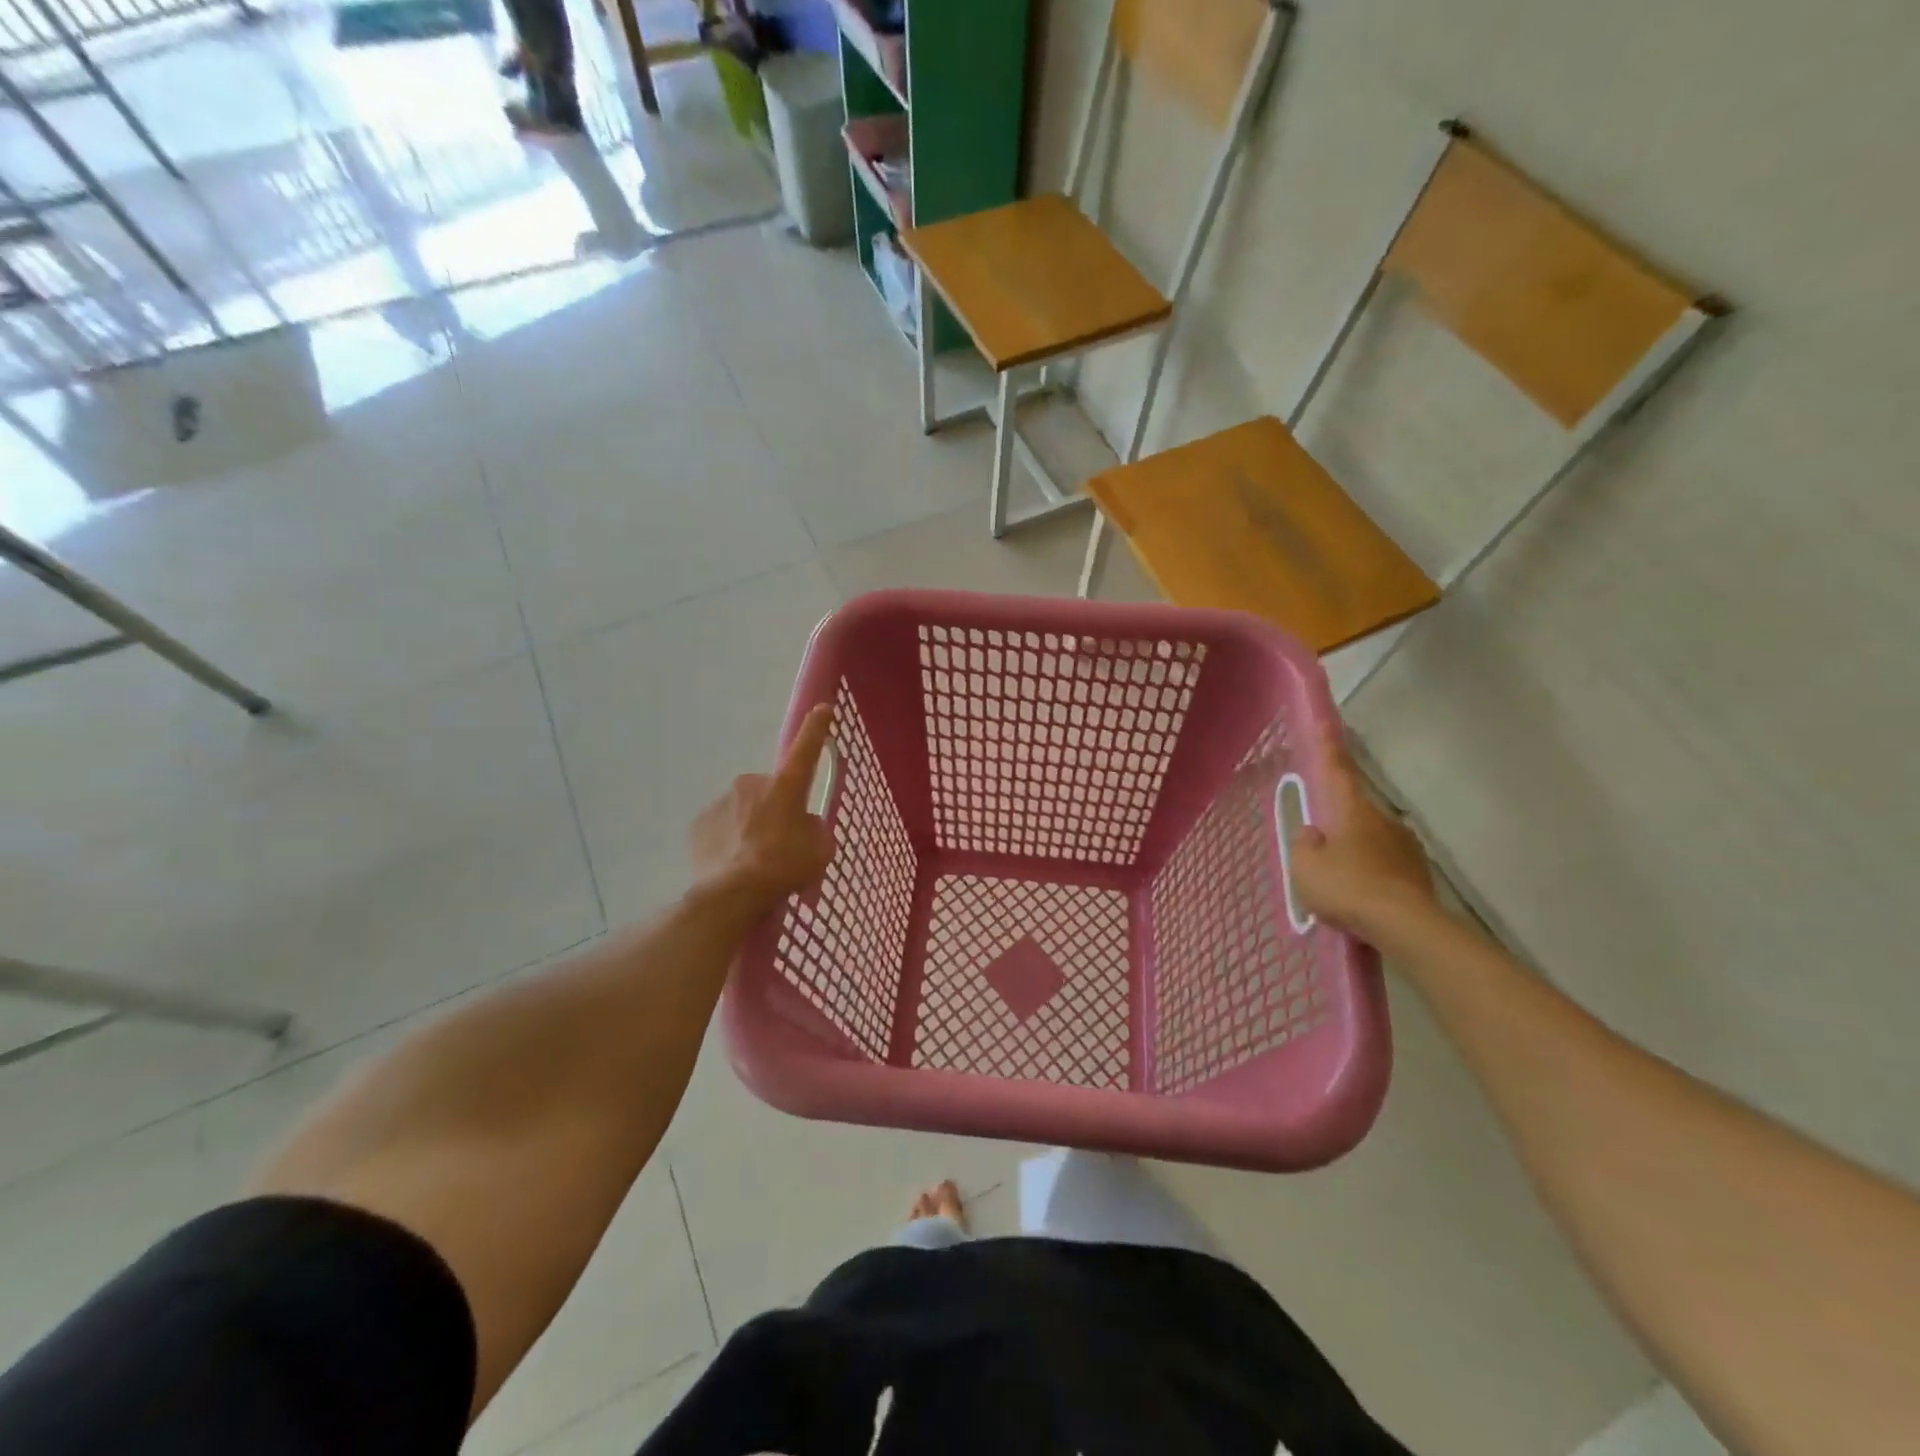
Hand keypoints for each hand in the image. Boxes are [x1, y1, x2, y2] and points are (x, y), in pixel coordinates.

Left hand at [689, 705, 836, 916]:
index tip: (824, 707)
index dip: (817, 728)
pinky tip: (734, 865)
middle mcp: (752, 784)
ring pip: (745, 808)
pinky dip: (730, 840)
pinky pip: (723, 826)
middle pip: (772, 790)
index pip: (806, 749)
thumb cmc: (783, 868)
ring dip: (753, 825)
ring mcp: (722, 801)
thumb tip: (804, 826)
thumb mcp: (819, 851)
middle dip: (777, 809)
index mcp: (786, 787)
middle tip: (782, 842)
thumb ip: (815, 830)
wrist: (730, 895)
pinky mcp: (700, 823)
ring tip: (756, 861)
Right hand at [1287, 720, 1439, 944]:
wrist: (1405, 926)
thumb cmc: (1347, 888)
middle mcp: (1382, 819)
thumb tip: (1313, 832)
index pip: (1336, 770)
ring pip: (1371, 838)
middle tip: (1321, 842)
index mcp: (1351, 810)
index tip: (1327, 723)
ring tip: (1341, 878)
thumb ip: (1304, 844)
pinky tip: (1362, 895)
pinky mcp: (1418, 872)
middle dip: (1337, 820)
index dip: (1329, 747)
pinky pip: (1386, 863)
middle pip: (1353, 809)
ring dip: (1356, 849)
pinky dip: (1372, 872)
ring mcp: (1405, 845)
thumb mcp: (1305, 867)